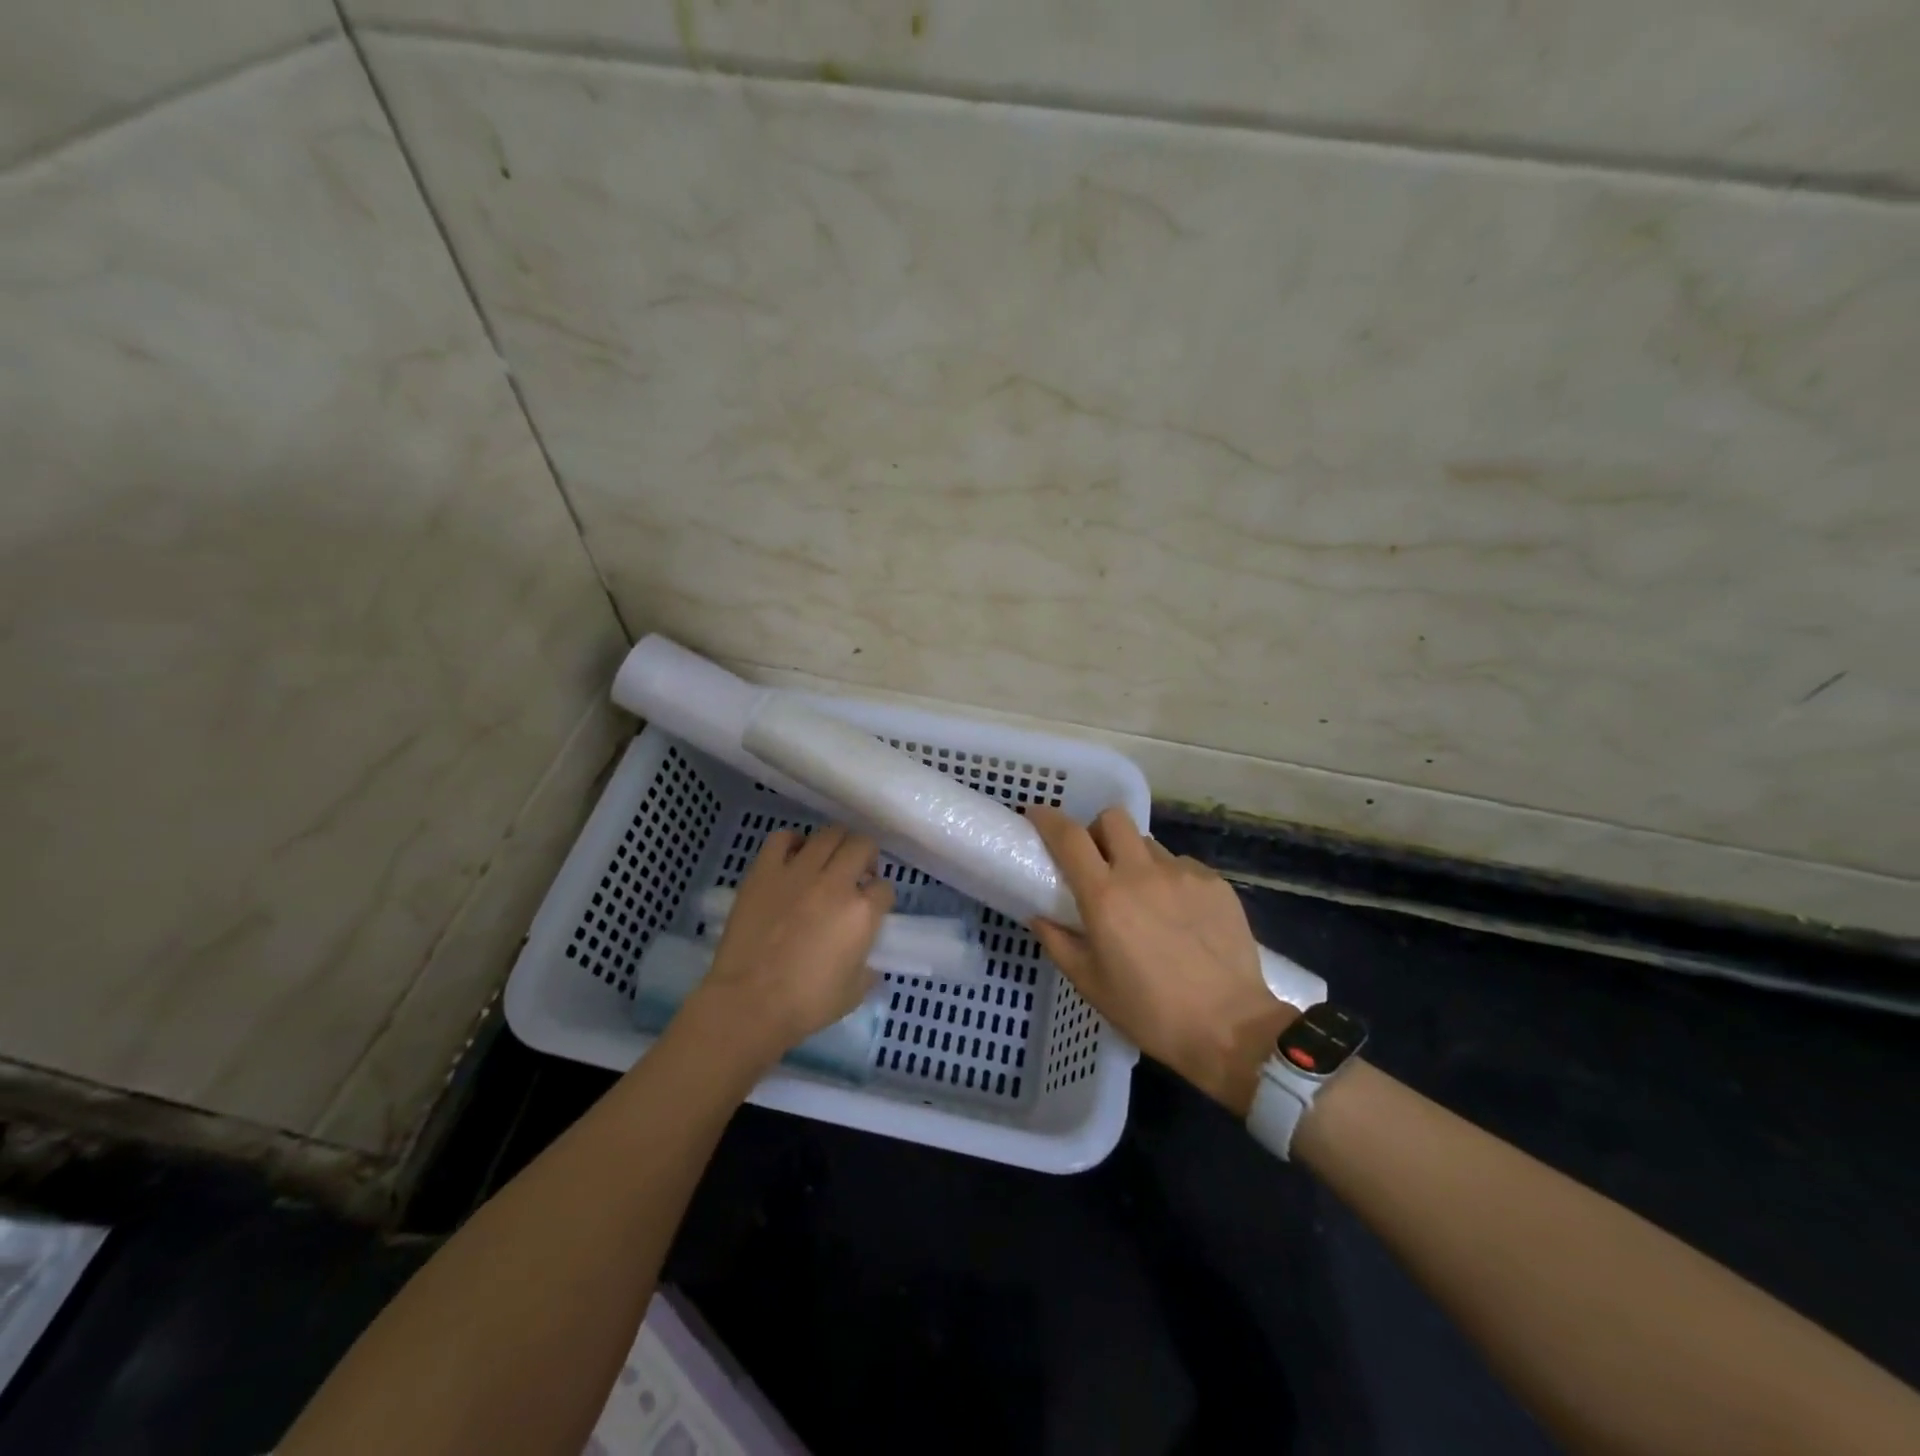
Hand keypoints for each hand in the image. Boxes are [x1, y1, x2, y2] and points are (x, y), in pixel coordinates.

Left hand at [683, 825, 893, 1067]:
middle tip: (857, 874)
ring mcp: (798, 872)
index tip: (872, 906)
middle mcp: (835, 883)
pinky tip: (794, 857)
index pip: (885, 887)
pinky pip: (782, 838)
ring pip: (828, 834)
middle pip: (862, 846)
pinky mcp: (765, 871)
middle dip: (866, 857)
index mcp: (862, 912)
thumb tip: (867, 960)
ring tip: (828, 861)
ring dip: (835, 845)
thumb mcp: (854, 992)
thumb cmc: (806, 1005)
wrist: (749, 1003)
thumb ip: (868, 968)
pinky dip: (793, 841)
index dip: (880, 896)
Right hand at [1028, 806, 1291, 1115]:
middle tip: (1098, 861)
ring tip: (1143, 895)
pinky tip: (1178, 914)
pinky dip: (1169, 879)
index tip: (1037, 815)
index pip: (1069, 837)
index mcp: (1105, 896)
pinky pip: (1181, 865)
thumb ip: (1059, 943)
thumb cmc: (1151, 1012)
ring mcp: (1183, 874)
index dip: (1048, 819)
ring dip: (1135, 858)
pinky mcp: (1215, 883)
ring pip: (1149, 843)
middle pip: (1113, 818)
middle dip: (1098, 830)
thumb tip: (1039, 916)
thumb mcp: (1091, 985)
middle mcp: (1141, 873)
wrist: (1231, 1028)